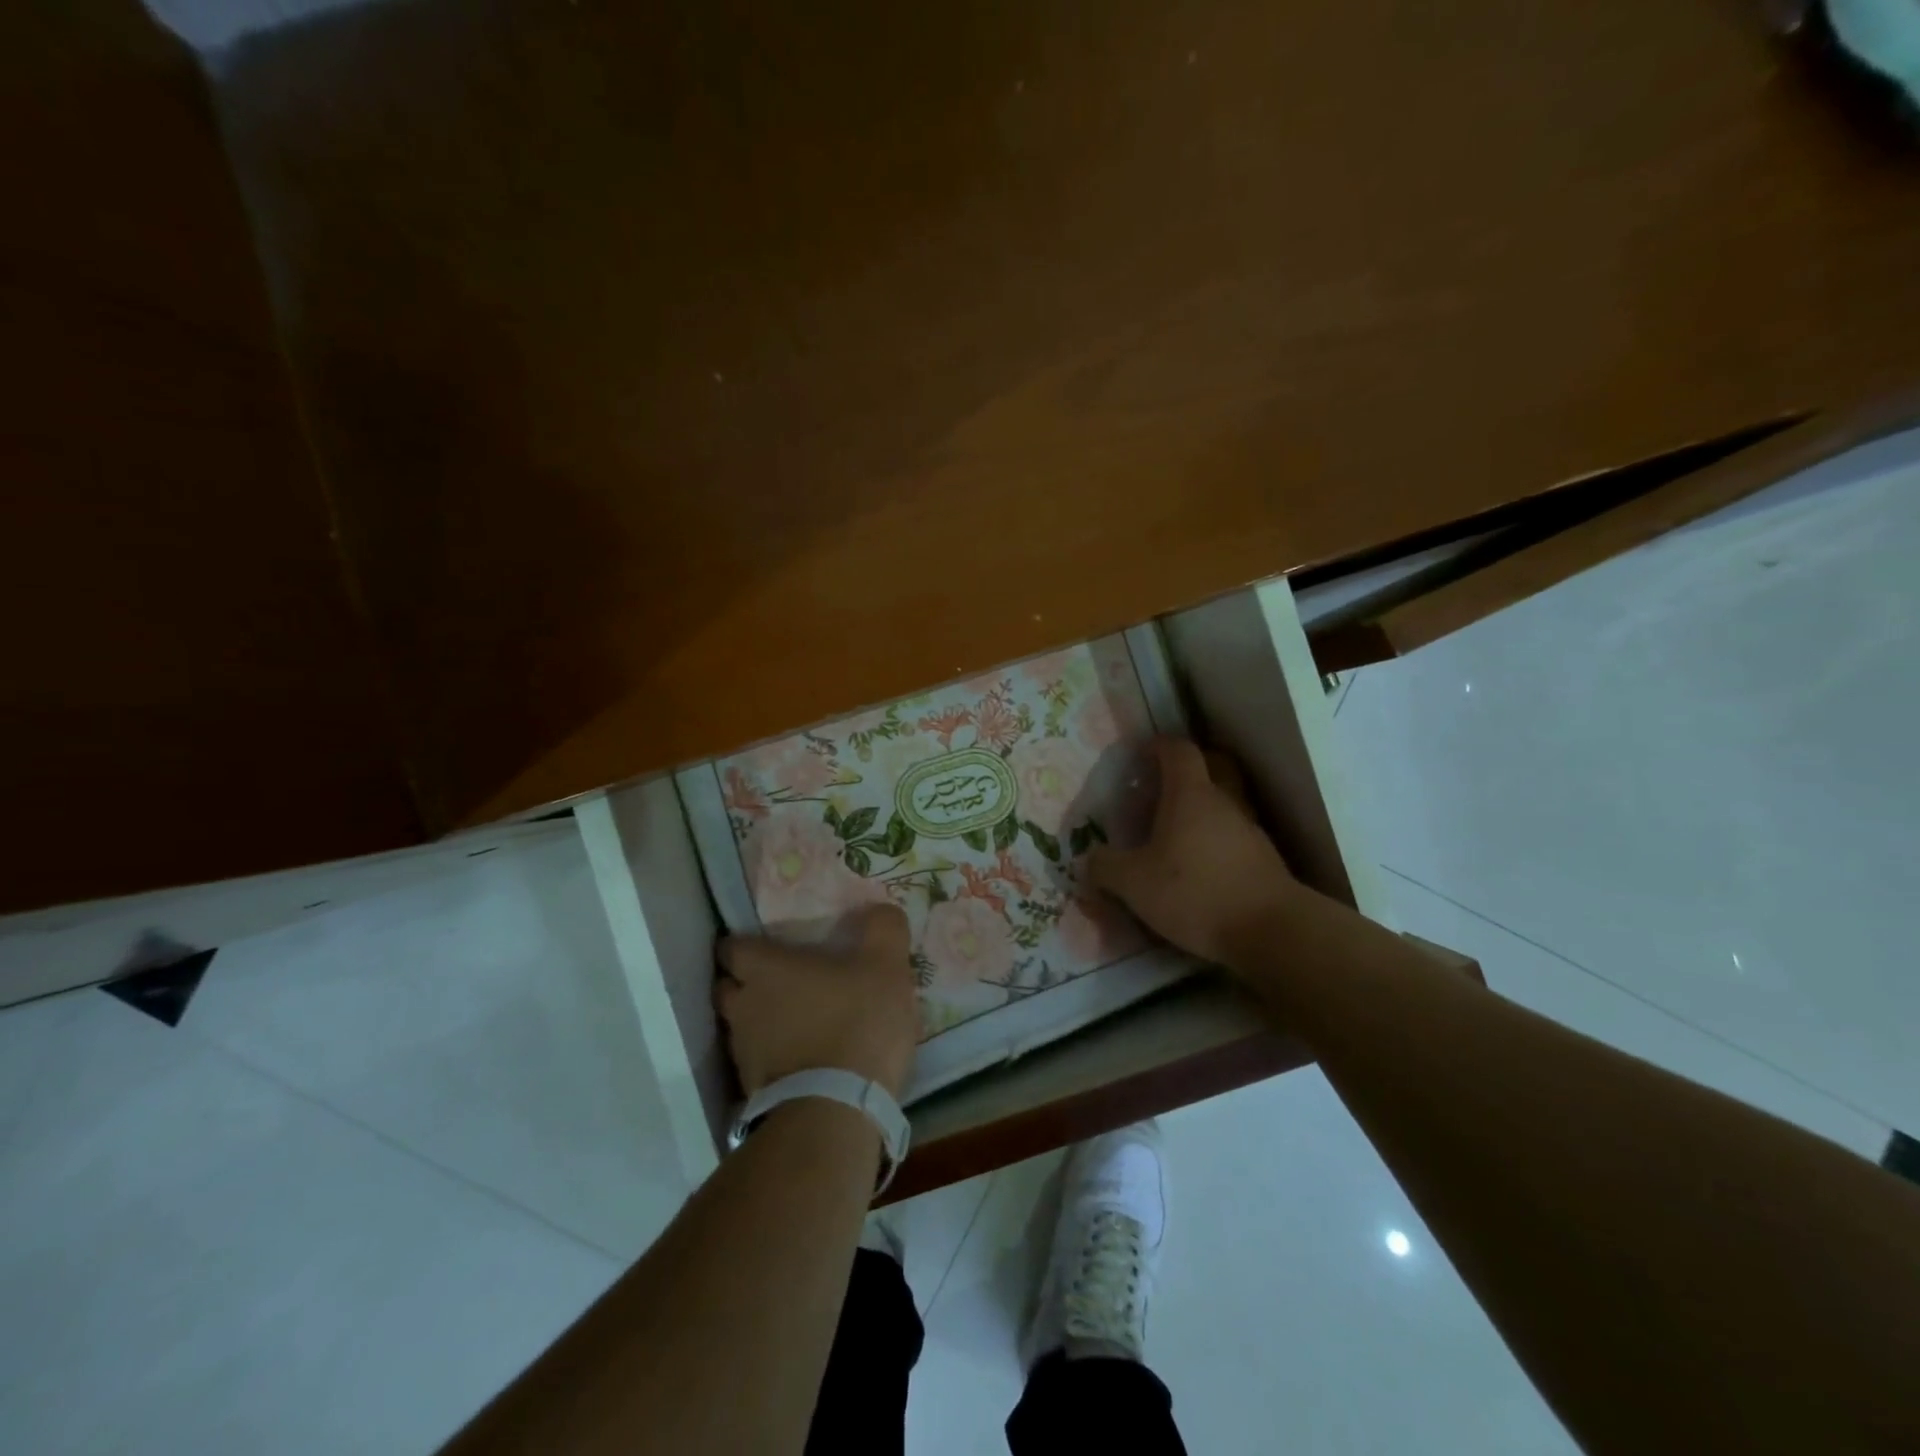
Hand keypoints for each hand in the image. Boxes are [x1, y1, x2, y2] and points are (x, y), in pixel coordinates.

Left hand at [716, 903, 918, 1099]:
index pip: (732, 947)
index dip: (747, 944)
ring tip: (794, 1021)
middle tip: (781, 981)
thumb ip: (883, 928)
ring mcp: (743, 1053)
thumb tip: (881, 910)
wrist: (838, 1110)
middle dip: (747, 983)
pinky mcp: (753, 1092)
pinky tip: (802, 1058)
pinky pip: (758, 1063)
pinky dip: (773, 1057)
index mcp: (764, 969)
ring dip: (760, 1022)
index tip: (769, 945)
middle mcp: (742, 1006)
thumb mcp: (886, 964)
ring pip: (741, 1027)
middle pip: (729, 987)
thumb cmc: (857, 1021)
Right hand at [1087, 737, 1300, 965]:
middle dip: (1191, 768)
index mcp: (1191, 795)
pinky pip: (1236, 836)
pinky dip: (1217, 840)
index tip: (1143, 752)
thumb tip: (1089, 859)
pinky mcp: (1265, 861)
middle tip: (1165, 784)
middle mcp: (1225, 803)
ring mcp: (1250, 831)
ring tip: (1177, 832)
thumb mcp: (1134, 884)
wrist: (1271, 931)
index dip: (1160, 745)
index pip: (1179, 751)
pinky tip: (1200, 866)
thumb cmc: (1195, 892)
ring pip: (1227, 803)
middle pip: (1214, 766)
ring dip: (1205, 808)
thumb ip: (1105, 867)